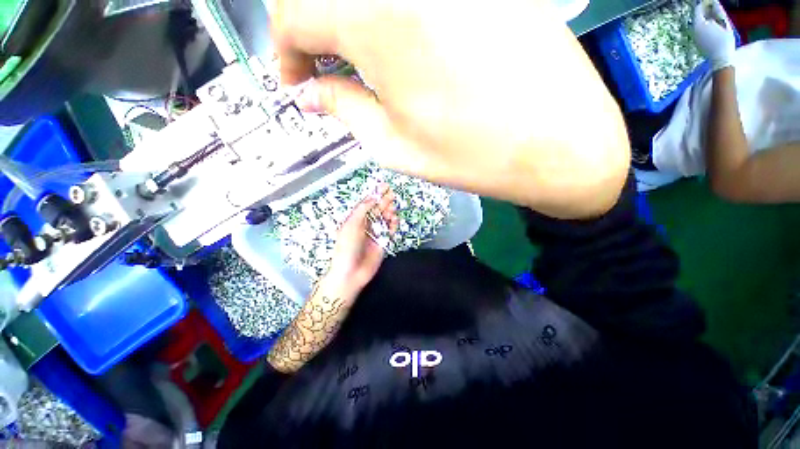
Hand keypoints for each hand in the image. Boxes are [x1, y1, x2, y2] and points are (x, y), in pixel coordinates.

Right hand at [269, 0, 629, 218]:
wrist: (557, 146)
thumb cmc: (470, 156)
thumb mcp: (395, 145)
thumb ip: (344, 109)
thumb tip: (311, 93)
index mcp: (378, 18)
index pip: (293, 12)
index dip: (285, 51)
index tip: (298, 83)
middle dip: (313, 33)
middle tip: (323, 73)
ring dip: (350, 24)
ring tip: (362, 68)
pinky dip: (390, 18)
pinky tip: (403, 50)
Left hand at [323, 185, 397, 293]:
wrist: (351, 273)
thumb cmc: (347, 247)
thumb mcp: (351, 225)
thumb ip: (362, 210)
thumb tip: (372, 197)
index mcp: (355, 219)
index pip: (367, 204)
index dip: (375, 194)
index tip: (384, 186)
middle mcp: (365, 225)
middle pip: (377, 210)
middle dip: (384, 201)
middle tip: (392, 194)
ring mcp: (374, 234)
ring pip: (384, 219)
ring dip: (389, 213)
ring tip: (392, 209)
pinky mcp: (382, 242)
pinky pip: (389, 230)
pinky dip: (393, 225)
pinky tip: (395, 221)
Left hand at [693, 0, 735, 70]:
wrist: (721, 58)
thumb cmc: (725, 41)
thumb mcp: (724, 24)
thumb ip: (718, 12)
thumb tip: (714, 2)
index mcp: (700, 24)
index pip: (698, 9)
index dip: (704, 4)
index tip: (710, 2)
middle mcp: (694, 30)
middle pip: (698, 17)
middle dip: (705, 12)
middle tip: (713, 8)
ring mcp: (695, 37)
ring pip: (699, 24)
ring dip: (706, 19)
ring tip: (715, 18)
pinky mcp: (697, 42)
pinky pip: (700, 31)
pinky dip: (705, 27)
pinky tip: (713, 28)